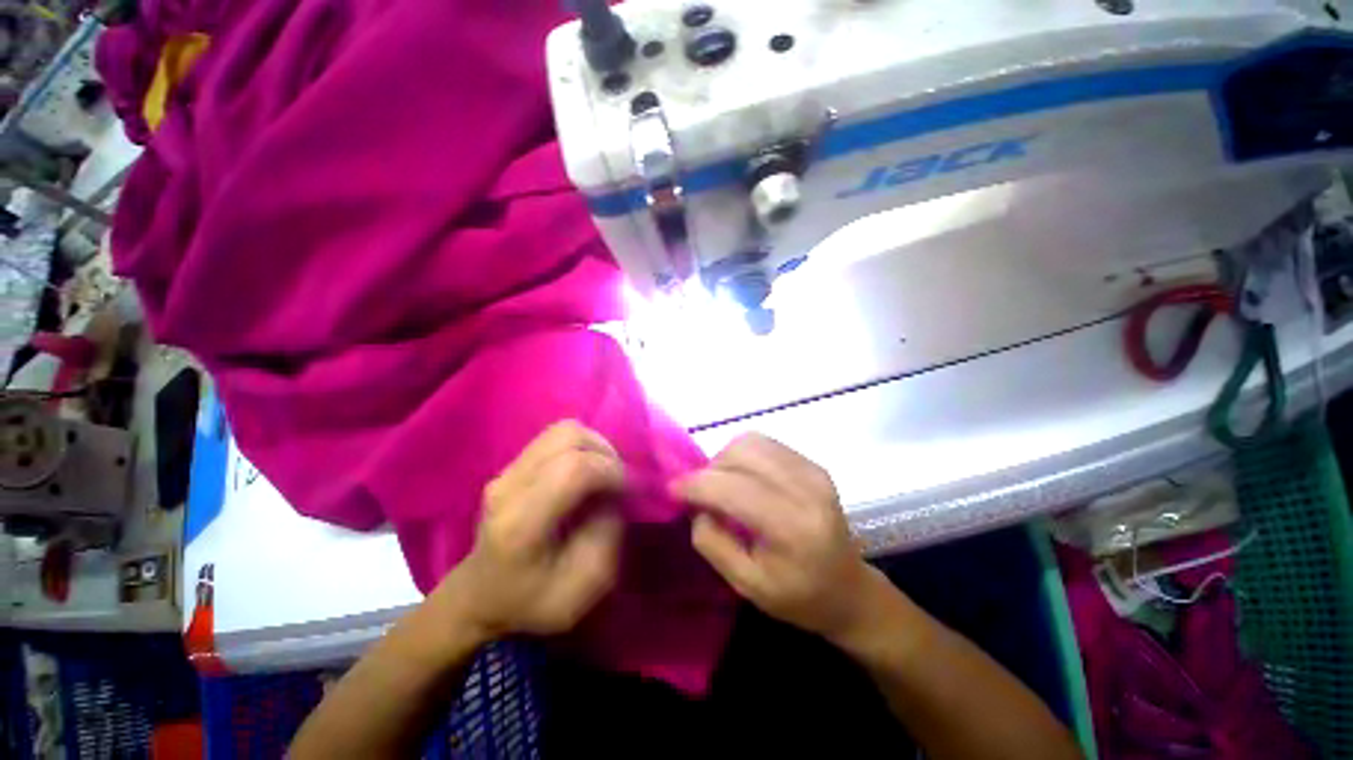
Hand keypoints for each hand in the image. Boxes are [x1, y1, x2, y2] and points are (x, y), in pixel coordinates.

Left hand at [439, 421, 624, 639]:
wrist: (479, 598)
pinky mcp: (512, 465)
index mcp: (521, 524)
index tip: (630, 491)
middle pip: (568, 436)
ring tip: (605, 472)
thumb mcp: (585, 587)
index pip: (573, 469)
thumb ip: (609, 534)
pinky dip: (582, 447)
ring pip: (563, 430)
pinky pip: (556, 438)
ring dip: (595, 445)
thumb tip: (615, 492)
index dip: (612, 471)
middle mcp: (509, 487)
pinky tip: (587, 471)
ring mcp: (506, 471)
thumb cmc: (532, 601)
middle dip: (605, 451)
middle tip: (619, 478)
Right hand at [674, 434, 888, 642]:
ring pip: (751, 442)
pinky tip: (743, 478)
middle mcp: (806, 488)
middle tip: (701, 493)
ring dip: (725, 459)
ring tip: (722, 484)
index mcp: (792, 527)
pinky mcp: (813, 464)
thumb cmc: (798, 597)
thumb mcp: (746, 584)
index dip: (696, 484)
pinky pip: (765, 444)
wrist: (850, 590)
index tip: (672, 489)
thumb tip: (697, 504)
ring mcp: (813, 470)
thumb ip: (713, 541)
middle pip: (741, 454)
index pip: (732, 488)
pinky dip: (743, 455)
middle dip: (710, 469)